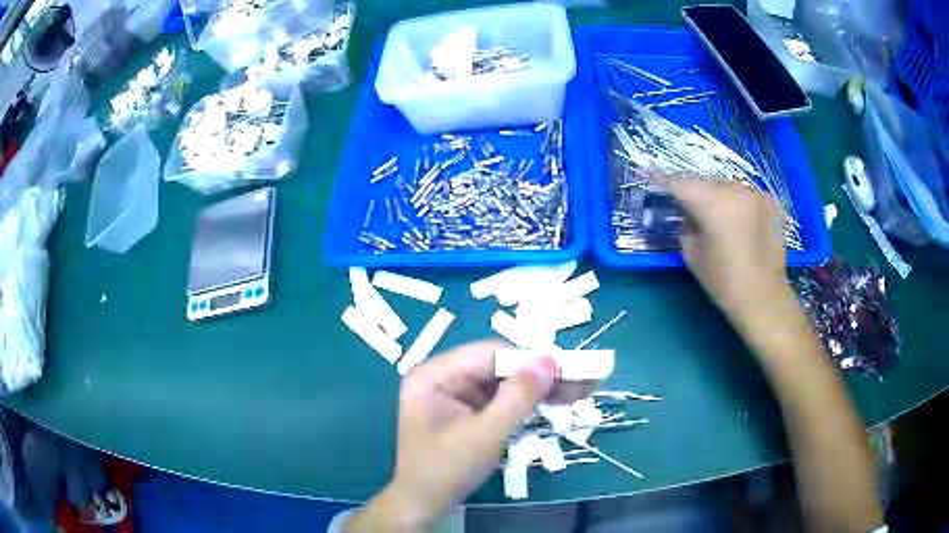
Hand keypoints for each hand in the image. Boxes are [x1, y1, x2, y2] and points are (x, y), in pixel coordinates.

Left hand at [347, 340, 590, 530]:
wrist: (424, 505)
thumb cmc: (446, 470)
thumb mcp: (484, 435)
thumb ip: (517, 397)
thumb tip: (550, 360)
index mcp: (435, 375)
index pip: (489, 354)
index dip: (530, 358)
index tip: (569, 366)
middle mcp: (444, 377)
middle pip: (500, 366)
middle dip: (541, 374)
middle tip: (585, 378)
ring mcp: (457, 394)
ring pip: (506, 382)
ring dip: (542, 387)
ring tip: (583, 388)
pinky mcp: (469, 410)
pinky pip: (503, 399)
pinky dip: (530, 402)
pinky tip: (560, 399)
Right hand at [665, 179, 788, 320]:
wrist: (765, 299)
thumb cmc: (724, 282)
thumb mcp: (692, 255)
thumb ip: (685, 227)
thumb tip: (688, 215)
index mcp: (711, 202)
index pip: (678, 182)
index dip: (661, 181)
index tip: (648, 180)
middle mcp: (734, 188)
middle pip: (704, 182)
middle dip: (693, 193)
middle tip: (687, 209)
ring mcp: (754, 192)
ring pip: (725, 187)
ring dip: (717, 198)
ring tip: (716, 219)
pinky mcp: (769, 201)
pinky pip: (744, 196)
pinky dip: (736, 204)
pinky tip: (738, 223)